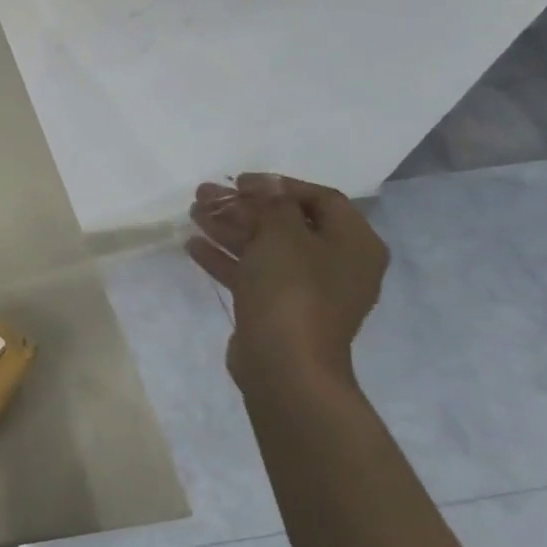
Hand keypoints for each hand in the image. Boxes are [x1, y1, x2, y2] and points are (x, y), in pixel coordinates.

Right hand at [185, 174, 388, 391]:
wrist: (284, 364)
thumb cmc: (292, 291)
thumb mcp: (283, 235)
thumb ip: (273, 204)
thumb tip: (267, 184)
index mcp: (354, 243)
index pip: (321, 199)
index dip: (279, 185)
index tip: (240, 181)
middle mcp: (336, 263)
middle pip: (286, 223)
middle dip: (244, 207)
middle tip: (205, 195)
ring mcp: (306, 289)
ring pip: (264, 248)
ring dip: (229, 228)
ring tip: (192, 213)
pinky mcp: (278, 309)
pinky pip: (252, 274)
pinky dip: (226, 258)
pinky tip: (193, 245)